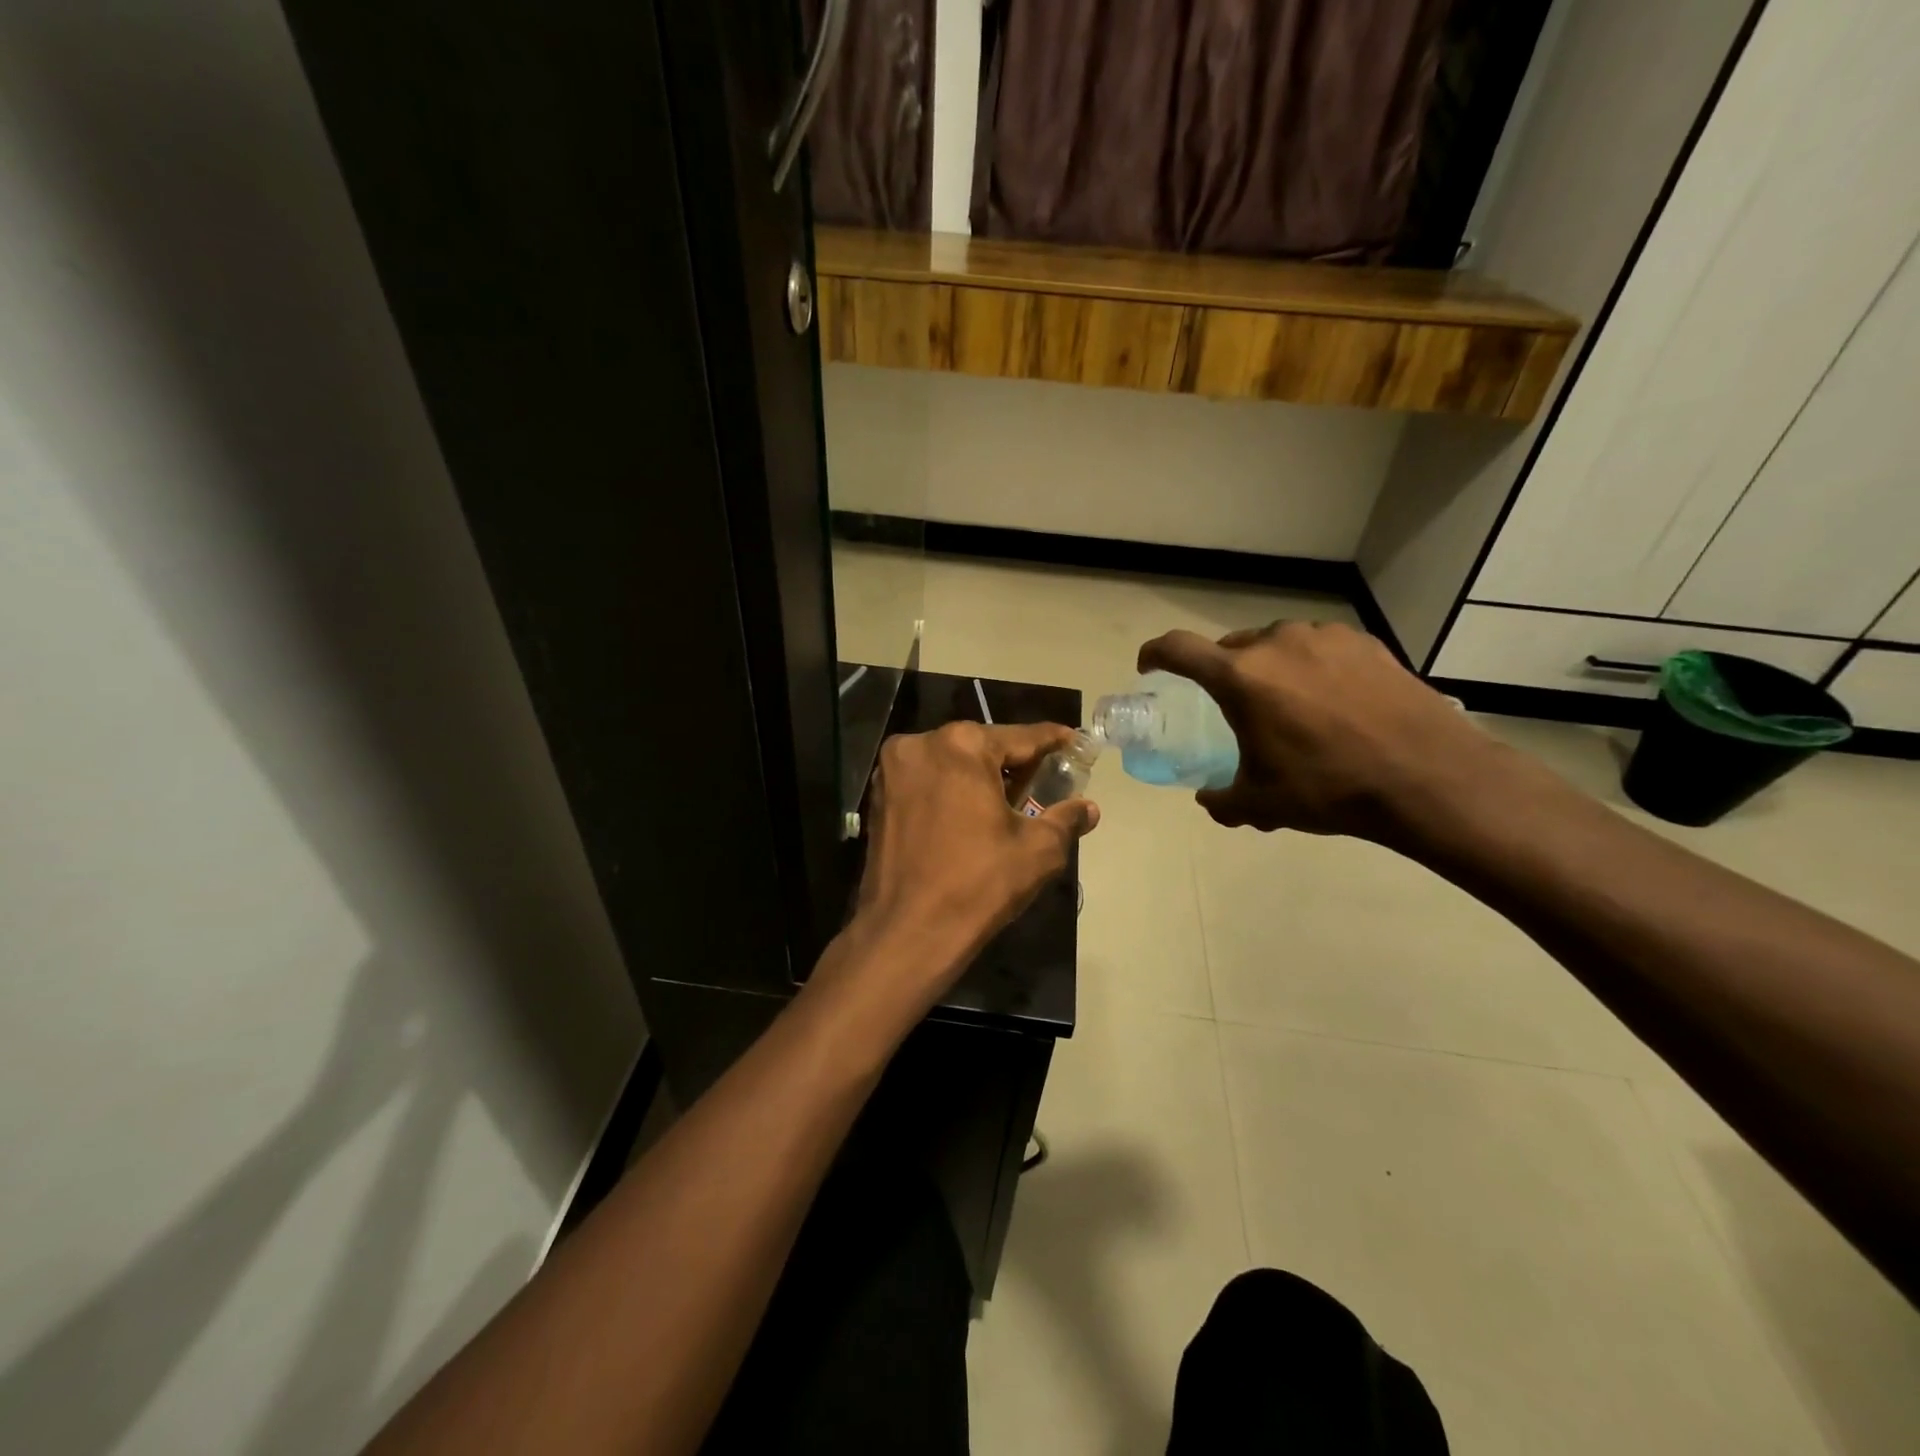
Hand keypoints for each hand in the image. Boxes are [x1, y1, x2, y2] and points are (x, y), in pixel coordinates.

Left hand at [844, 721, 1098, 1012]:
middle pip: (981, 746)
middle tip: (1043, 780)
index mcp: (962, 745)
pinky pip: (927, 781)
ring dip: (980, 776)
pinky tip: (971, 814)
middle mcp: (921, 744)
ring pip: (950, 762)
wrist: (907, 932)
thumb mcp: (1037, 851)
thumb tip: (1088, 809)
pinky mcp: (878, 797)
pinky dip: (951, 790)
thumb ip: (1065, 820)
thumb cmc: (977, 884)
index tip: (1071, 740)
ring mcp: (892, 770)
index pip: (1020, 737)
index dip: (1051, 740)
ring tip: (1010, 800)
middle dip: (1013, 762)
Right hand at [1138, 621, 1498, 839]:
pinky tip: (1333, 700)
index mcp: (1241, 677)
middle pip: (1231, 647)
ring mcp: (1324, 637)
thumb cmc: (1329, 788)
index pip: (1178, 649)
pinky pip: (1319, 648)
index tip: (1149, 666)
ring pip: (1277, 644)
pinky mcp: (1364, 642)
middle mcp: (1277, 643)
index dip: (1155, 654)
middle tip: (1234, 705)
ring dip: (1269, 668)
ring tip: (1289, 705)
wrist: (1428, 777)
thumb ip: (1222, 801)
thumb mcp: (1262, 804)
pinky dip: (1311, 667)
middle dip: (1222, 672)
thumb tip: (1209, 800)